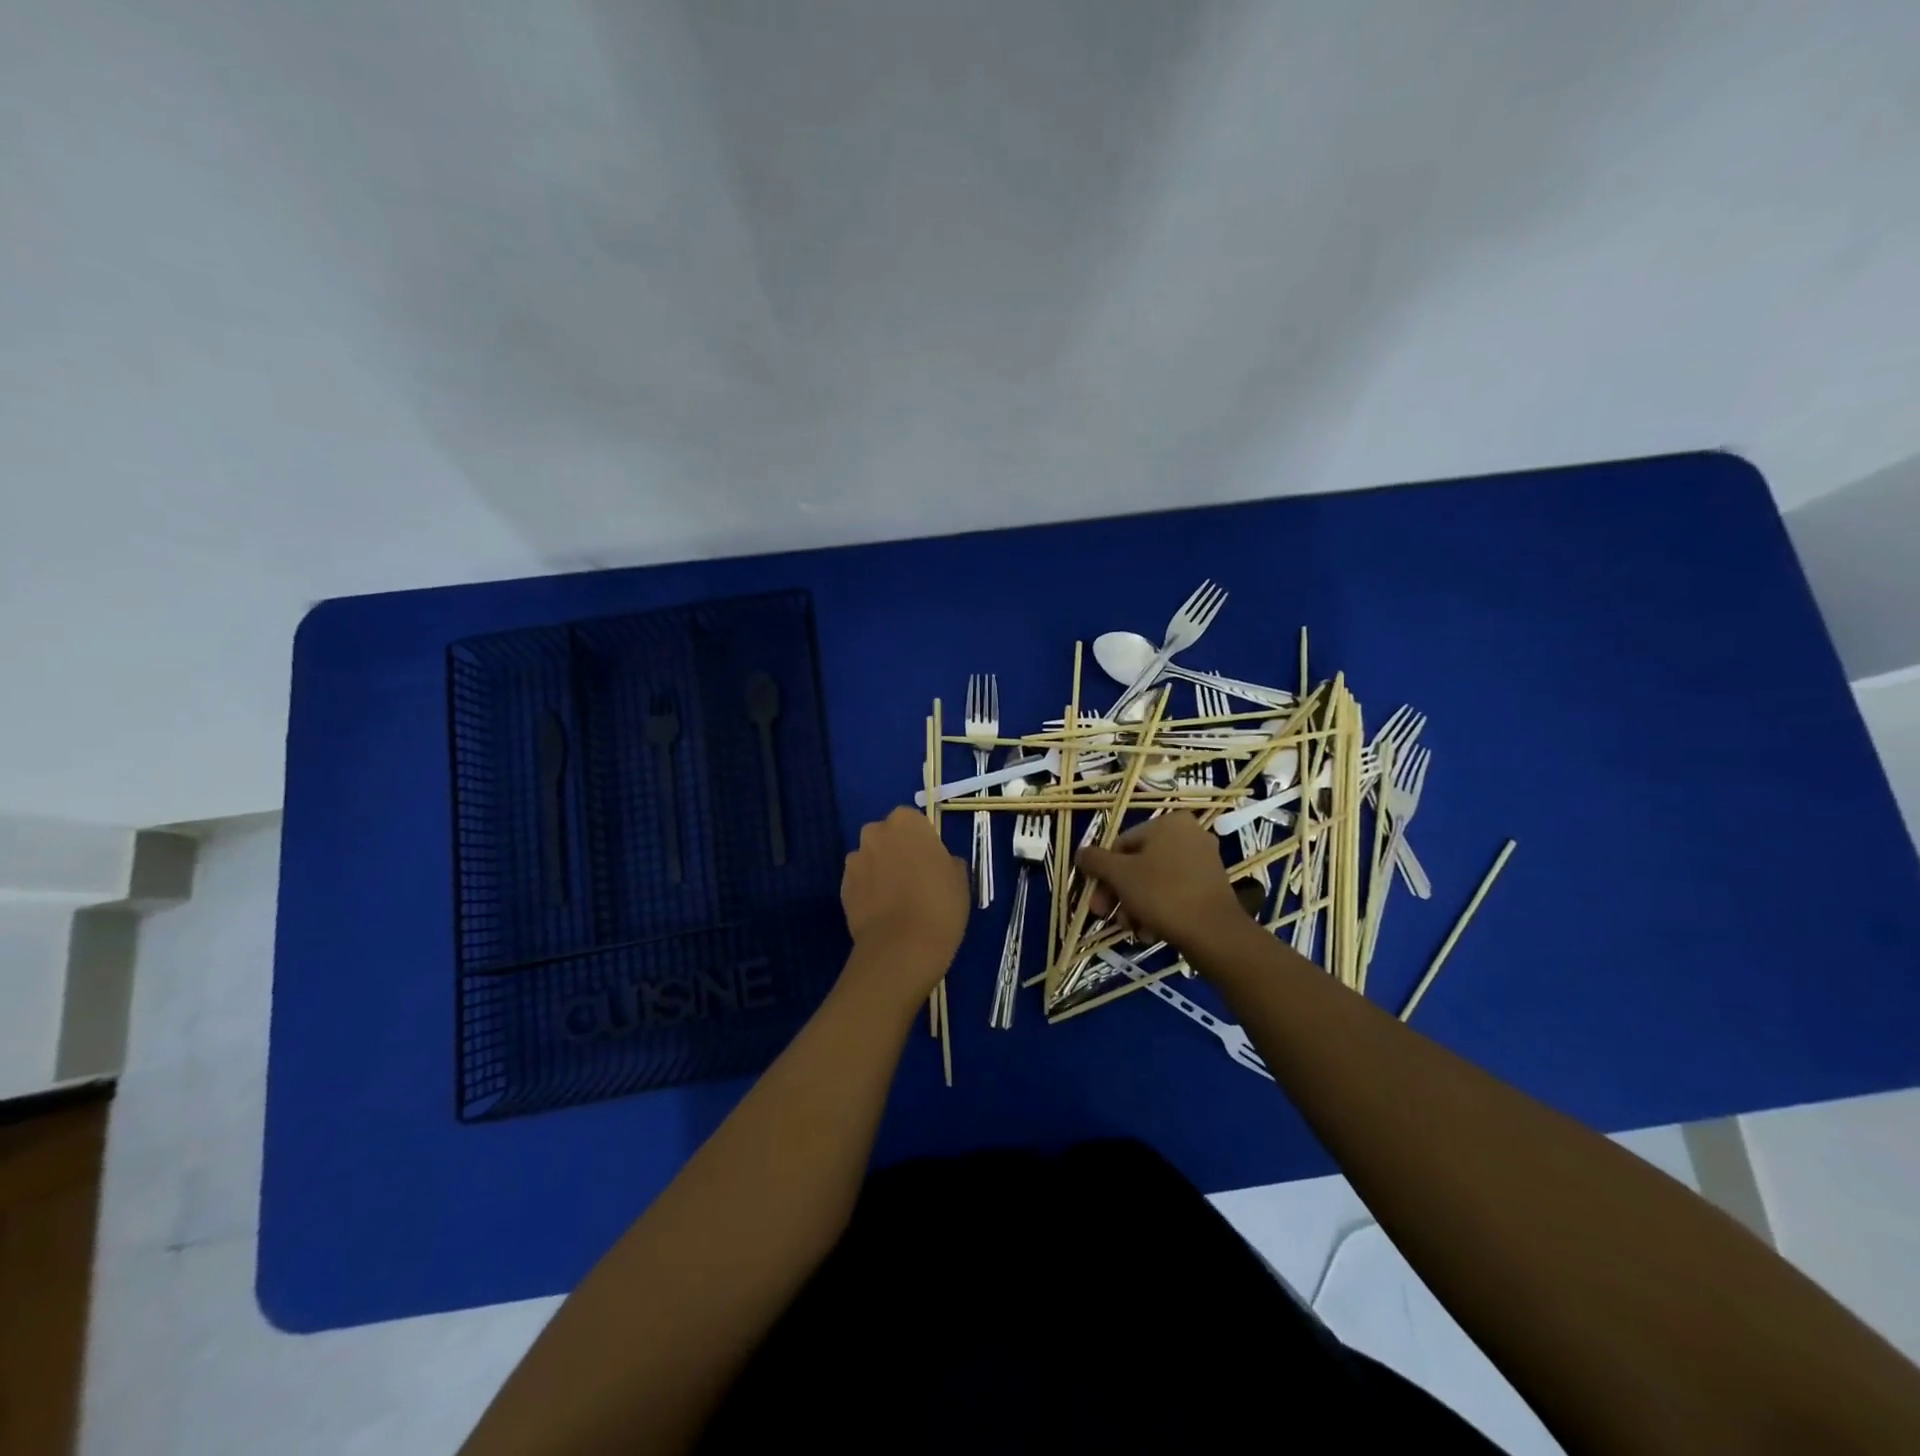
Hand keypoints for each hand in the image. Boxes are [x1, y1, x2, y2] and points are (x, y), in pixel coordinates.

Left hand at [840, 807, 969, 990]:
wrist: (902, 948)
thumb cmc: (940, 904)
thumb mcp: (960, 878)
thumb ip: (948, 861)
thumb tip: (941, 863)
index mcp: (906, 822)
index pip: (913, 821)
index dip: (923, 841)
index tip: (932, 862)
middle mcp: (875, 833)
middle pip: (887, 836)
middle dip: (897, 851)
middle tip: (916, 879)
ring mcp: (854, 861)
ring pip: (871, 859)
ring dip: (881, 871)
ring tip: (898, 901)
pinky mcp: (842, 888)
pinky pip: (860, 883)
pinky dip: (869, 892)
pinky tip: (884, 914)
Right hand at [1076, 813, 1245, 950]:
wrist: (1214, 933)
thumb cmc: (1162, 893)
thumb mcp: (1120, 875)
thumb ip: (1096, 861)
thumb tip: (1080, 853)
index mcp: (1169, 822)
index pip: (1122, 844)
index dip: (1103, 873)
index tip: (1095, 900)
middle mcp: (1189, 835)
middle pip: (1138, 864)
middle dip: (1119, 893)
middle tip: (1107, 916)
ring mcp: (1203, 861)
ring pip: (1154, 881)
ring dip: (1135, 905)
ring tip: (1132, 929)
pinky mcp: (1211, 886)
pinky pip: (1174, 892)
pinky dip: (1158, 910)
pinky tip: (1150, 931)